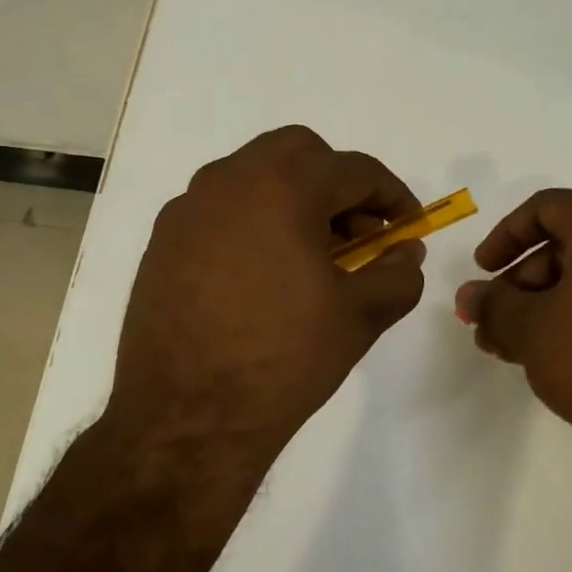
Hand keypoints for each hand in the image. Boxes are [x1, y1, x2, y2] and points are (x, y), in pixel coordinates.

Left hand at [106, 126, 426, 453]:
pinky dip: (254, 222)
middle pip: (298, 154)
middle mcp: (229, 180)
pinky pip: (221, 210)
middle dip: (338, 185)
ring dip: (293, 200)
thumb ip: (397, 273)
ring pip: (254, 177)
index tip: (408, 228)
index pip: (355, 170)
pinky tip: (264, 276)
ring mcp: (188, 209)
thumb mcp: (360, 316)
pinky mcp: (163, 242)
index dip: (393, 196)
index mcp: (283, 186)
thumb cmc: (283, 359)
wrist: (187, 418)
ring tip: (313, 258)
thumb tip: (405, 253)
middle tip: (357, 234)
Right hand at [453, 190, 571, 464]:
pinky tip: (556, 355)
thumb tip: (469, 296)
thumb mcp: (529, 329)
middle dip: (522, 280)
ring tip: (514, 346)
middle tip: (495, 319)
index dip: (505, 235)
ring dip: (547, 303)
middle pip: (571, 242)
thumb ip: (491, 304)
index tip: (482, 270)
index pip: (548, 207)